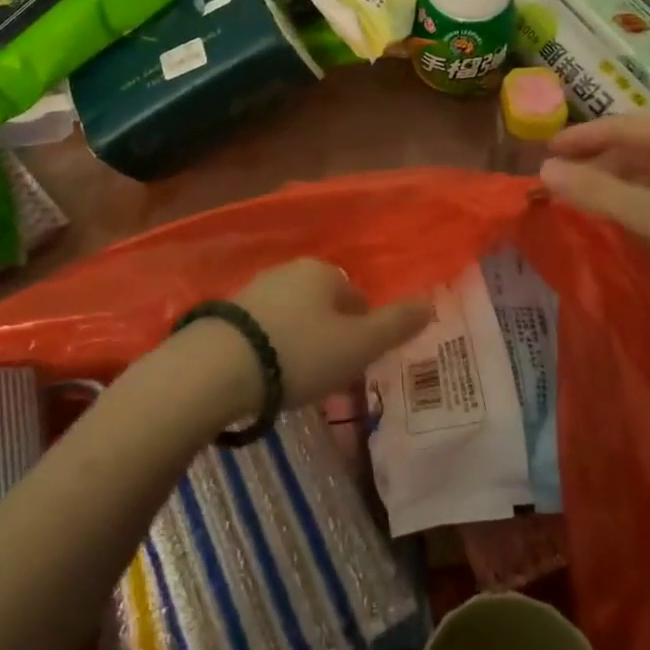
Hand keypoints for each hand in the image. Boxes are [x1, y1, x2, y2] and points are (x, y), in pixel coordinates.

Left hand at [230, 259, 433, 409]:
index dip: (363, 333)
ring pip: (295, 315)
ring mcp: (257, 287)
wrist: (218, 366)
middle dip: (331, 336)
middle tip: (328, 375)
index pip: (358, 299)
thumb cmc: (300, 353)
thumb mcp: (358, 345)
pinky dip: (273, 347)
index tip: (355, 365)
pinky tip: (267, 375)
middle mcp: (292, 269)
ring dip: (301, 341)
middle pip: (325, 305)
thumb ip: (397, 325)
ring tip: (297, 379)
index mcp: (326, 271)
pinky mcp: (229, 311)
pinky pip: (265, 328)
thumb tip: (431, 303)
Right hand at [540, 115, 649, 298]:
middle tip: (562, 178)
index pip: (619, 125)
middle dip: (597, 158)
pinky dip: (640, 197)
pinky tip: (631, 218)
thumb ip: (599, 194)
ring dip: (618, 179)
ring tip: (588, 199)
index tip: (545, 150)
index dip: (580, 135)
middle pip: (636, 144)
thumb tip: (544, 171)